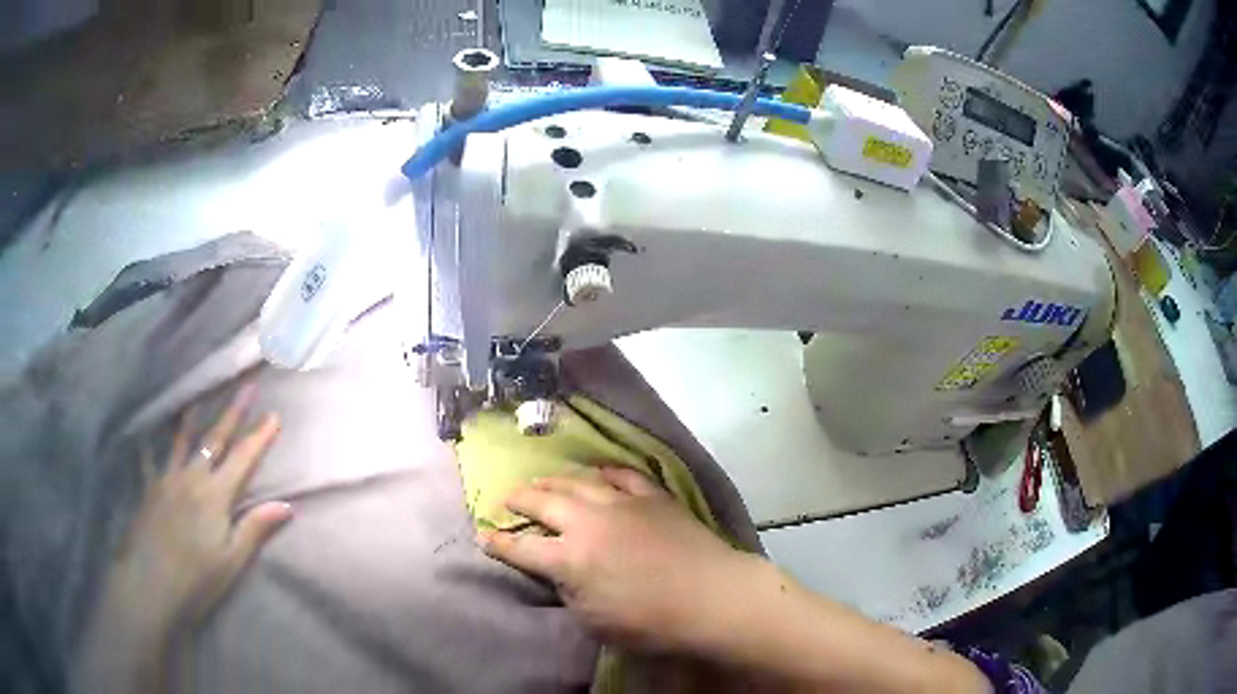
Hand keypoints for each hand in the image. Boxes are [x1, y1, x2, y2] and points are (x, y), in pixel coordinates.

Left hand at [103, 384, 292, 638]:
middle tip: (245, 385)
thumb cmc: (196, 579)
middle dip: (232, 412)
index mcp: (215, 495)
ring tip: (197, 396)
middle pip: (214, 439)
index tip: (274, 415)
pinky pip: (150, 461)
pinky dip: (150, 448)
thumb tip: (286, 505)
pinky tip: (146, 439)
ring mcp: (166, 479)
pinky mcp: (148, 490)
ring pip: (182, 441)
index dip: (259, 437)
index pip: (243, 459)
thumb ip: (254, 529)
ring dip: (192, 417)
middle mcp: (191, 477)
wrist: (150, 585)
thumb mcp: (231, 561)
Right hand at [477, 467, 757, 652]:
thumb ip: (569, 593)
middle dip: (519, 499)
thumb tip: (560, 574)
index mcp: (568, 559)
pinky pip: (622, 476)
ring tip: (540, 481)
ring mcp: (621, 504)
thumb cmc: (650, 622)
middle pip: (543, 503)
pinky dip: (605, 473)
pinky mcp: (652, 497)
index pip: (521, 549)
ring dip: (553, 481)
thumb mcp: (593, 621)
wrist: (711, 597)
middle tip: (507, 498)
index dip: (498, 543)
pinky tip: (597, 472)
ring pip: (577, 483)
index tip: (483, 535)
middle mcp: (587, 523)